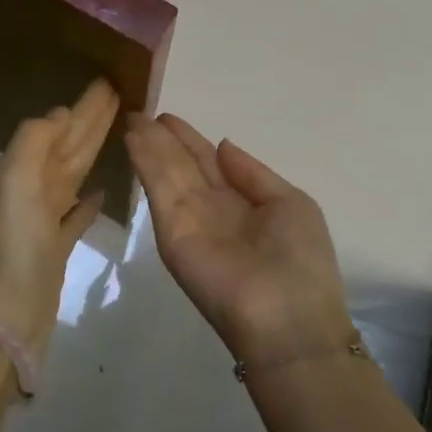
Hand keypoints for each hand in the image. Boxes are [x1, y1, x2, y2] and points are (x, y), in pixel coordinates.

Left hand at [0, 78, 120, 350]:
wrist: (4, 313)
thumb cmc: (12, 243)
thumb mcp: (15, 180)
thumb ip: (34, 141)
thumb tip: (60, 113)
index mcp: (24, 170)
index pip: (60, 128)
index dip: (83, 106)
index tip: (108, 83)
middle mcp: (33, 190)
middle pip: (70, 147)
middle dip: (92, 121)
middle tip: (119, 95)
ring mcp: (45, 220)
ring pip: (75, 175)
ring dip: (92, 152)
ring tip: (117, 132)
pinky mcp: (57, 249)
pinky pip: (75, 215)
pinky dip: (88, 201)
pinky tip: (102, 191)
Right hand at [125, 114, 352, 363]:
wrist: (288, 319)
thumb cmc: (301, 261)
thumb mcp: (290, 204)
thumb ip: (253, 174)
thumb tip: (223, 145)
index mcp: (242, 201)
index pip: (208, 162)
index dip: (188, 139)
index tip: (166, 117)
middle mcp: (211, 208)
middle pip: (182, 164)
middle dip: (162, 138)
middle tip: (138, 111)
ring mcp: (188, 219)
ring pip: (166, 171)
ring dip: (147, 144)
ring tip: (130, 115)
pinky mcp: (170, 232)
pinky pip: (158, 188)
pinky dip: (144, 161)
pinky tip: (133, 137)